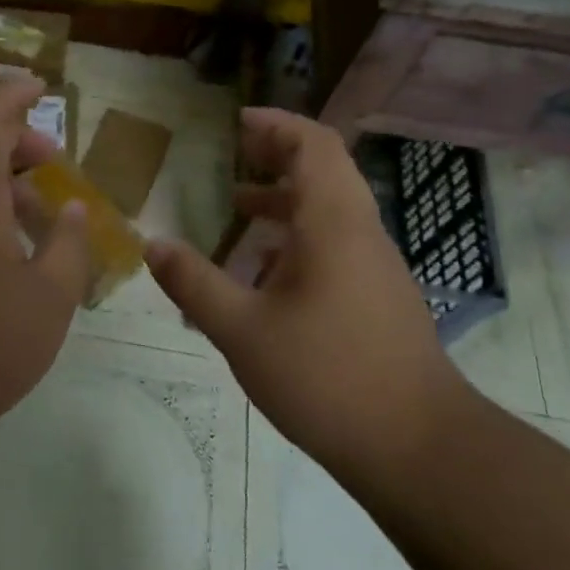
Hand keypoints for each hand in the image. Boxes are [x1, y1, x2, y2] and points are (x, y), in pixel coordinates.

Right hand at [144, 108, 468, 471]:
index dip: (277, 124)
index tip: (238, 121)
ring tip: (238, 209)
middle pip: (324, 170)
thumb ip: (194, 283)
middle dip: (278, 155)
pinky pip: (336, 244)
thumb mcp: (243, 330)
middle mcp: (360, 233)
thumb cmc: (327, 376)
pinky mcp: (379, 297)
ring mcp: (375, 266)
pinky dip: (298, 238)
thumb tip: (151, 243)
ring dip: (286, 198)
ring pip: (330, 210)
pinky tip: (264, 274)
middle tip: (235, 153)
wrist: (419, 448)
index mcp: (333, 224)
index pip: (313, 145)